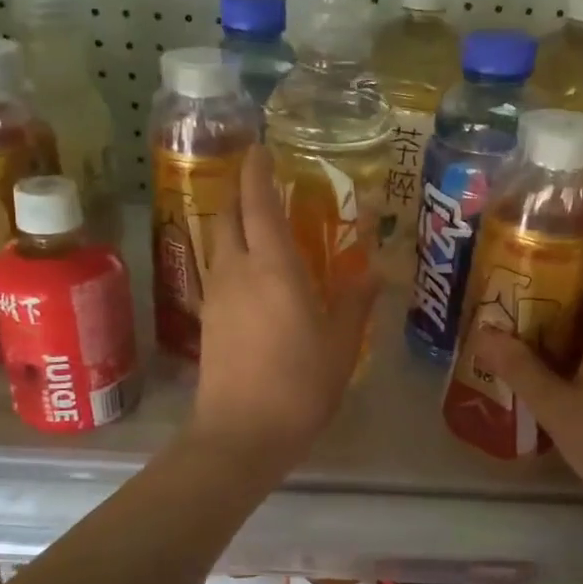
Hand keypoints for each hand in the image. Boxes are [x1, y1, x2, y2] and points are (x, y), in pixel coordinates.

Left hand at [189, 146, 377, 473]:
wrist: (241, 433)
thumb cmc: (299, 385)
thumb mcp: (340, 344)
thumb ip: (356, 302)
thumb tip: (375, 272)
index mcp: (273, 267)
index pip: (257, 203)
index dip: (257, 172)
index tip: (261, 149)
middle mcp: (237, 271)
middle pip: (228, 216)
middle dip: (240, 192)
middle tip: (264, 186)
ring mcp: (216, 295)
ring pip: (219, 243)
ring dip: (234, 225)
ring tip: (261, 226)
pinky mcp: (207, 320)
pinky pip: (218, 271)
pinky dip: (233, 256)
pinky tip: (252, 274)